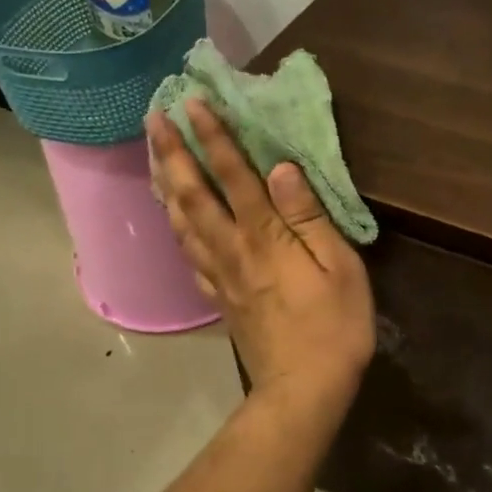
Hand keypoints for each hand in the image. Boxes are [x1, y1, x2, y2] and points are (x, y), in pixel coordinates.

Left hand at [149, 100, 373, 414]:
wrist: (302, 389)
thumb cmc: (333, 326)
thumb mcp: (339, 267)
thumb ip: (308, 216)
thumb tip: (283, 168)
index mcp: (265, 236)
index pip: (233, 176)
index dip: (214, 137)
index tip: (193, 102)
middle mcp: (233, 248)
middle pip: (193, 194)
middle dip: (172, 153)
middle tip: (153, 118)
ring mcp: (220, 274)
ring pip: (182, 221)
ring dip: (165, 183)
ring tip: (152, 154)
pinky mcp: (219, 297)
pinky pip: (188, 254)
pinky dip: (175, 227)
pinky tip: (171, 217)